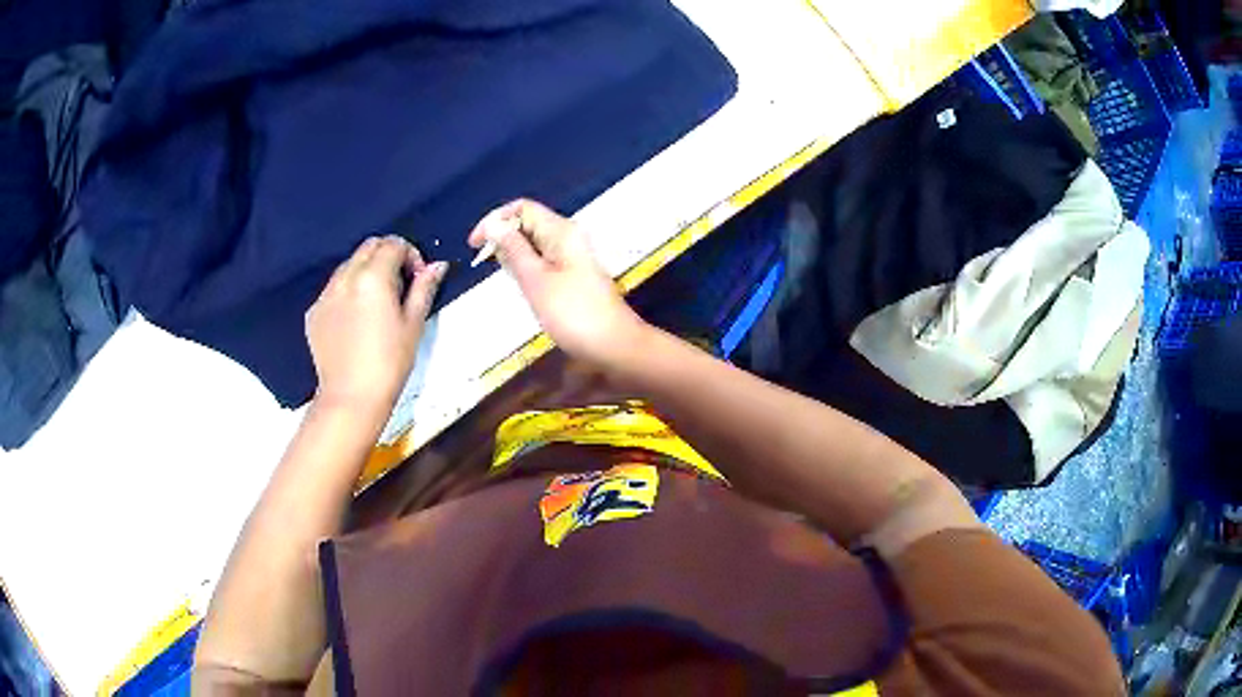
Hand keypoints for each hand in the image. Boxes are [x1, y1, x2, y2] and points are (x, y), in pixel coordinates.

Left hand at [306, 236, 445, 412]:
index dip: (411, 254)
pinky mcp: (314, 313)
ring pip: (348, 266)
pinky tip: (355, 320)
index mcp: (373, 276)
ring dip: (365, 271)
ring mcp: (325, 294)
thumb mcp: (413, 324)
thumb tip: (437, 265)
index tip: (418, 277)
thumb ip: (424, 288)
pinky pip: (333, 289)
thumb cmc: (389, 363)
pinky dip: (347, 292)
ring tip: (377, 303)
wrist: (351, 397)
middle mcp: (346, 277)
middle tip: (399, 284)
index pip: (393, 244)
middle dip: (387, 255)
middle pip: (368, 247)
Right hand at [468, 199, 648, 368]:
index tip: (475, 246)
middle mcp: (568, 237)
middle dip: (503, 239)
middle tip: (490, 268)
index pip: (522, 208)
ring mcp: (573, 256)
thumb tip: (493, 224)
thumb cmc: (572, 313)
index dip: (495, 220)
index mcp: (561, 231)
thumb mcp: (535, 280)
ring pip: (534, 244)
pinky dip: (528, 269)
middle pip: (528, 223)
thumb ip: (513, 249)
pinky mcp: (574, 275)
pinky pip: (544, 261)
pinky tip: (525, 288)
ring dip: (514, 256)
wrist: (614, 345)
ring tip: (508, 280)